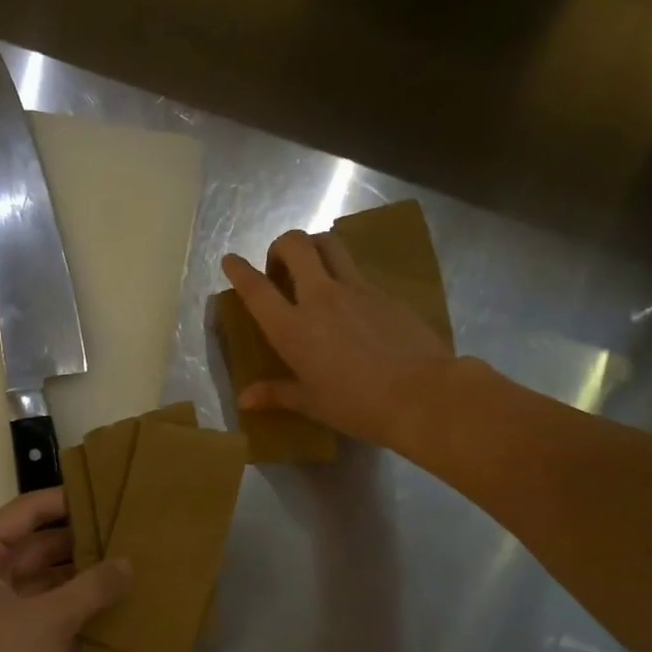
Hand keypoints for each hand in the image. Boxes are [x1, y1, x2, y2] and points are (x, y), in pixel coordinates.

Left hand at [0, 489, 130, 651]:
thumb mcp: (51, 620)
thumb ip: (93, 587)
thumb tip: (129, 563)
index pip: (27, 510)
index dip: (67, 500)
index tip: (108, 492)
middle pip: (35, 541)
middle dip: (79, 538)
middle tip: (127, 529)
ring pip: (41, 573)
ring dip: (78, 569)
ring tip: (126, 559)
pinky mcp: (4, 630)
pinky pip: (42, 601)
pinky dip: (70, 597)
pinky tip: (108, 596)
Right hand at [221, 230, 457, 451]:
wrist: (421, 395)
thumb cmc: (357, 406)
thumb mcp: (312, 403)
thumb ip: (276, 394)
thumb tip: (244, 399)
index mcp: (293, 329)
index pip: (256, 289)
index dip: (239, 270)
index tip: (230, 260)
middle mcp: (320, 298)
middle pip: (295, 246)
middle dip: (281, 247)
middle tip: (280, 269)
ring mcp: (356, 290)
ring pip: (330, 245)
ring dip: (314, 248)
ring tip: (314, 271)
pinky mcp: (385, 293)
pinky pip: (359, 272)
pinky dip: (346, 276)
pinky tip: (353, 305)